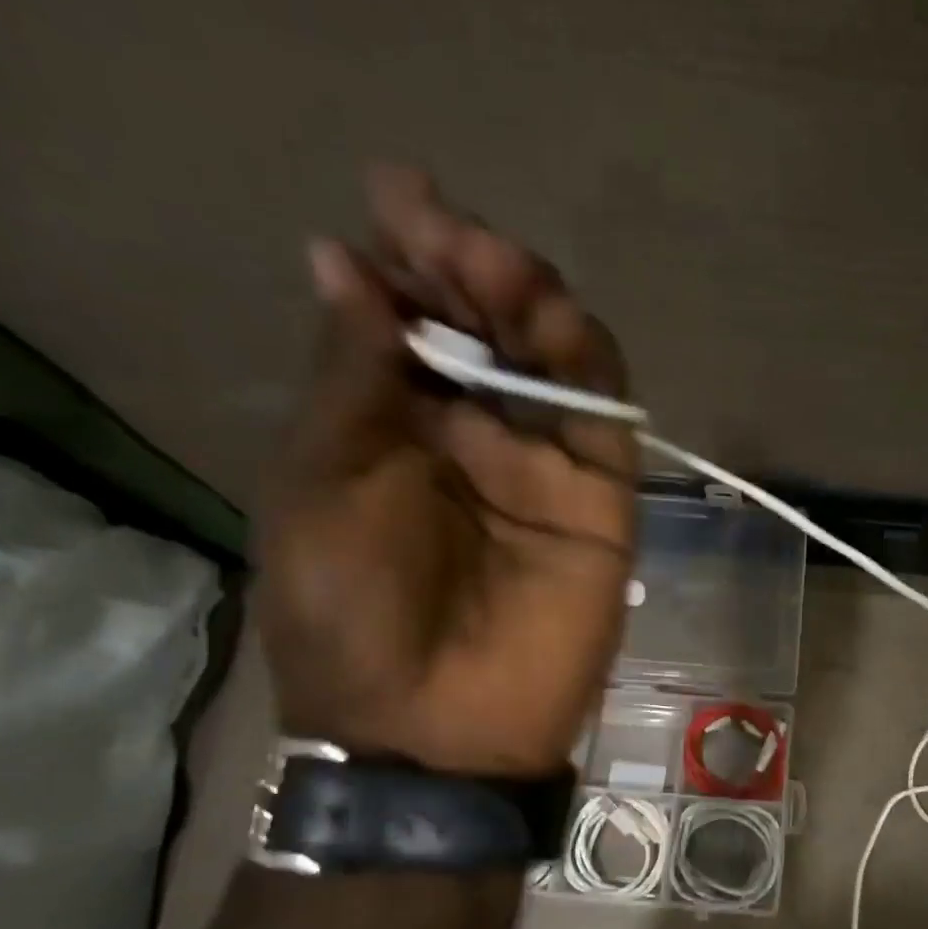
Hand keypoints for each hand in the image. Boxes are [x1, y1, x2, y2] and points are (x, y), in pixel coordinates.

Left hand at [256, 165, 635, 775]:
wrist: (438, 728)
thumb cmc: (353, 613)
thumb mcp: (324, 479)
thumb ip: (353, 375)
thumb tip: (345, 260)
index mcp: (395, 430)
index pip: (413, 323)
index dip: (408, 259)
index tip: (397, 200)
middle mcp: (474, 438)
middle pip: (489, 329)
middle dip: (467, 266)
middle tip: (443, 227)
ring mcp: (544, 469)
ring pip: (553, 360)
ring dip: (527, 299)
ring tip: (491, 262)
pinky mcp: (601, 502)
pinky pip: (603, 417)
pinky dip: (584, 361)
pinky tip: (553, 319)